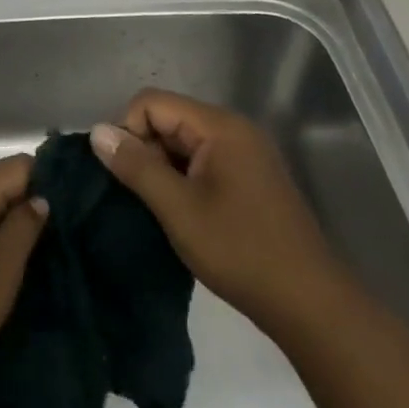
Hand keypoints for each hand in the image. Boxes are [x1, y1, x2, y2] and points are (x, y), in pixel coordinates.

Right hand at [91, 89, 345, 334]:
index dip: (128, 131)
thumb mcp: (179, 209)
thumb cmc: (241, 252)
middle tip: (141, 197)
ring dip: (163, 167)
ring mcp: (246, 153)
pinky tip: (182, 213)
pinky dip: (183, 178)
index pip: (152, 102)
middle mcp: (234, 129)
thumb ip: (136, 166)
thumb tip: (97, 132)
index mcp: (219, 126)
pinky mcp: (250, 177)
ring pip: (183, 141)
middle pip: (169, 118)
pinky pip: (203, 160)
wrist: (311, 305)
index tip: (124, 175)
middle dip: (145, 150)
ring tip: (159, 208)